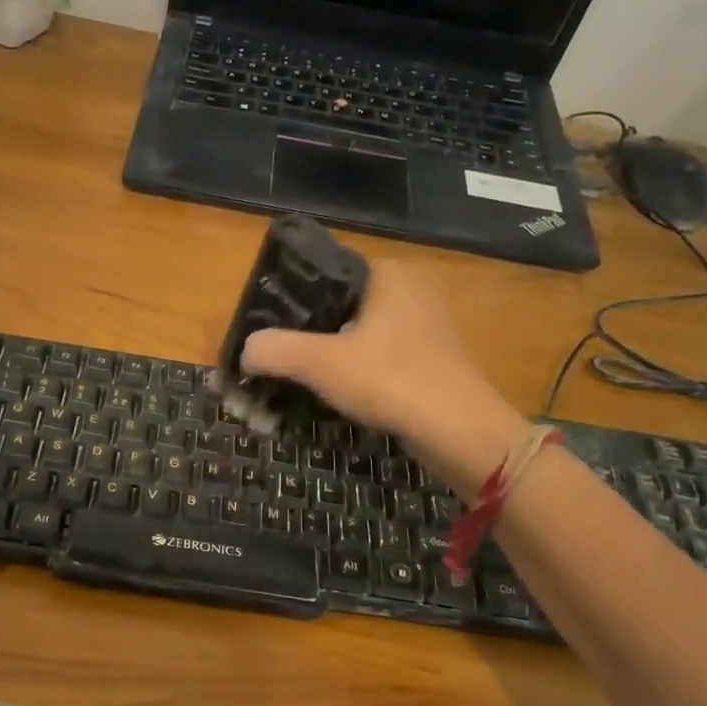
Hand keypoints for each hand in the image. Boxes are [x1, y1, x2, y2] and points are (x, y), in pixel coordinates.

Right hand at [240, 262, 525, 472]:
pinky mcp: (433, 359)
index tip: (268, 330)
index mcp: (387, 274)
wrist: (461, 431)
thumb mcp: (320, 363)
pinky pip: (382, 356)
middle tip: (280, 358)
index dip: (291, 301)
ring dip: (333, 355)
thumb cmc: (391, 381)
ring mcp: (426, 325)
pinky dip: (359, 371)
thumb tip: (245, 351)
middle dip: (309, 332)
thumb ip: (274, 350)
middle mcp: (410, 290)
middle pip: (340, 306)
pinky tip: (341, 393)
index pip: (324, 274)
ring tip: (302, 378)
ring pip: (361, 334)